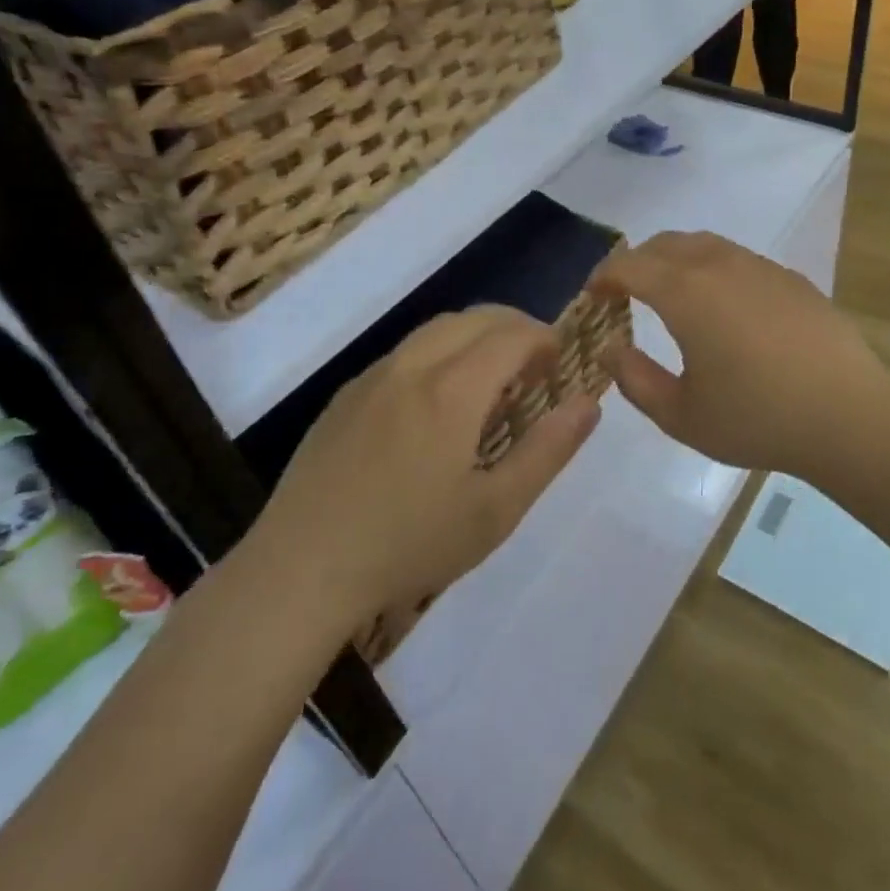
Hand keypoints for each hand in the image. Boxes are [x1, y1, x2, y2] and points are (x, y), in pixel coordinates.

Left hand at [250, 308, 601, 622]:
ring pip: (436, 329)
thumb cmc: (408, 545)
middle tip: (536, 363)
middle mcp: (412, 367)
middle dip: (515, 327)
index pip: (511, 335)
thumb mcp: (496, 509)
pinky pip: (404, 352)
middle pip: (475, 318)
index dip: (544, 338)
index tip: (561, 361)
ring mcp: (372, 377)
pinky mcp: (345, 396)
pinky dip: (439, 353)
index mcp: (452, 390)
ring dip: (476, 336)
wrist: (299, 572)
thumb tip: (590, 401)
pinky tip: (437, 402)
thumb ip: (549, 450)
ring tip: (492, 378)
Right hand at [592, 233, 889, 479]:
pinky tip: (723, 305)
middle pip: (665, 244)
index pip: (631, 265)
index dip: (604, 276)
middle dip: (637, 261)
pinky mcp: (789, 278)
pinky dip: (712, 268)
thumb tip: (610, 347)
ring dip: (675, 259)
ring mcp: (759, 267)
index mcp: (686, 292)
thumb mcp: (680, 415)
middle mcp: (719, 265)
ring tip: (670, 292)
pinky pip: (737, 259)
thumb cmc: (756, 418)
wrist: (848, 415)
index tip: (593, 294)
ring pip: (704, 244)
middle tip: (625, 291)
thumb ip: (634, 379)